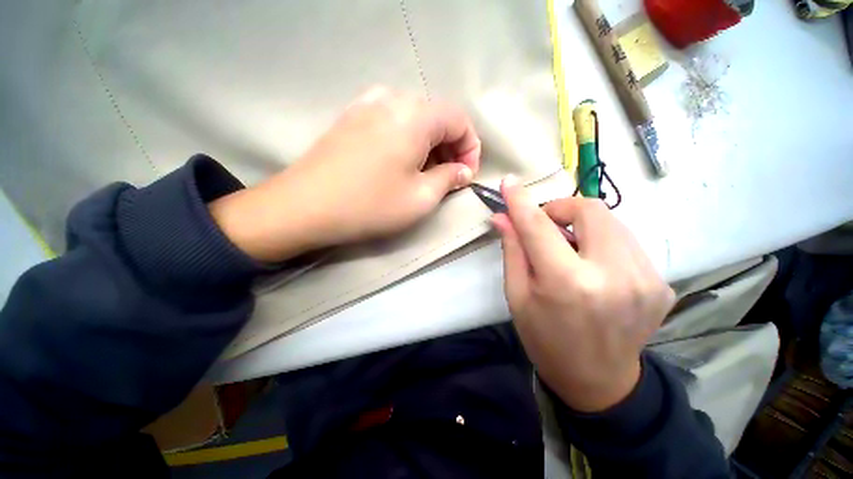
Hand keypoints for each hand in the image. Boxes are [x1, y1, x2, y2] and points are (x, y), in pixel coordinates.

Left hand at [210, 87, 480, 261]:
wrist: (305, 206)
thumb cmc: (370, 204)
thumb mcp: (421, 198)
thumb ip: (449, 178)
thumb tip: (463, 171)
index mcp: (415, 116)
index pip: (460, 119)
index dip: (470, 148)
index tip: (465, 175)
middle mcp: (393, 98)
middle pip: (438, 117)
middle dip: (451, 147)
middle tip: (448, 178)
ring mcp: (367, 103)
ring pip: (415, 118)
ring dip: (429, 144)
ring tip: (425, 172)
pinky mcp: (352, 116)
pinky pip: (393, 120)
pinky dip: (407, 139)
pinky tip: (400, 161)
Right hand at [492, 176, 674, 411]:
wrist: (598, 380)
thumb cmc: (545, 338)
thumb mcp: (517, 295)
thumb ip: (512, 250)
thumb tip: (502, 217)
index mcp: (568, 283)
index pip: (539, 226)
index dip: (521, 201)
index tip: (509, 182)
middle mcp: (613, 275)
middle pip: (590, 209)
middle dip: (561, 209)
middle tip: (546, 226)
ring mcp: (646, 279)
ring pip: (612, 221)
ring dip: (583, 226)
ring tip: (569, 250)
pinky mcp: (661, 283)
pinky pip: (626, 242)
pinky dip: (602, 243)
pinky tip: (593, 266)